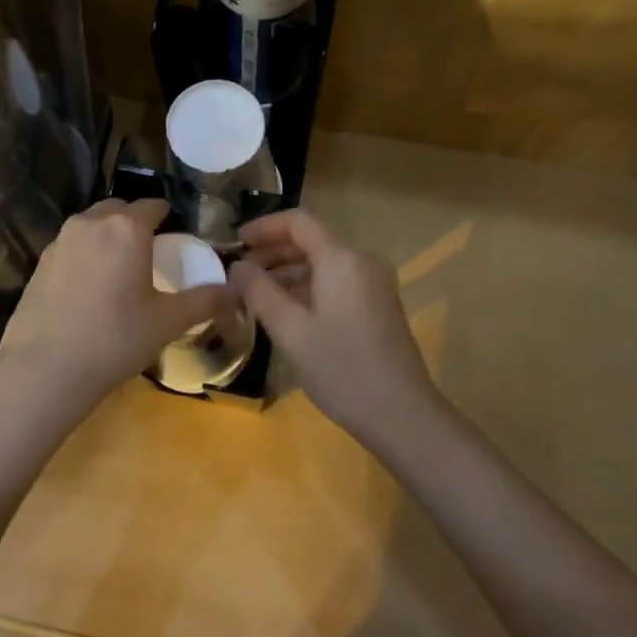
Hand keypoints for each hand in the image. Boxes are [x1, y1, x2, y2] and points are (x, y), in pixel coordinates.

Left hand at [0, 198, 227, 413]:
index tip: (176, 237)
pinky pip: (72, 246)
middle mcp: (92, 222)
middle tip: (149, 254)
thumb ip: (205, 301)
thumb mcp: (168, 322)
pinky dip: (85, 255)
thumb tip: (234, 292)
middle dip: (135, 223)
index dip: (168, 217)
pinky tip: (90, 289)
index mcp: (127, 227)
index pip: (154, 205)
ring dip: (108, 237)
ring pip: (92, 225)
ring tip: (119, 270)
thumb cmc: (115, 338)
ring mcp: (60, 240)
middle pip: (120, 209)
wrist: (44, 368)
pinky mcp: (39, 262)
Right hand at [228, 210, 440, 440]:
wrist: (402, 414)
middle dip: (272, 252)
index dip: (264, 227)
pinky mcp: (378, 306)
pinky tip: (286, 313)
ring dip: (288, 272)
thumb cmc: (341, 368)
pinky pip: (336, 282)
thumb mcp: (290, 330)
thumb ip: (259, 292)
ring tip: (255, 296)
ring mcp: (374, 284)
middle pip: (311, 241)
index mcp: (341, 258)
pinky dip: (308, 288)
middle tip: (239, 275)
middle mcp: (361, 261)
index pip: (298, 222)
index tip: (235, 243)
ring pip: (323, 263)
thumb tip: (237, 267)